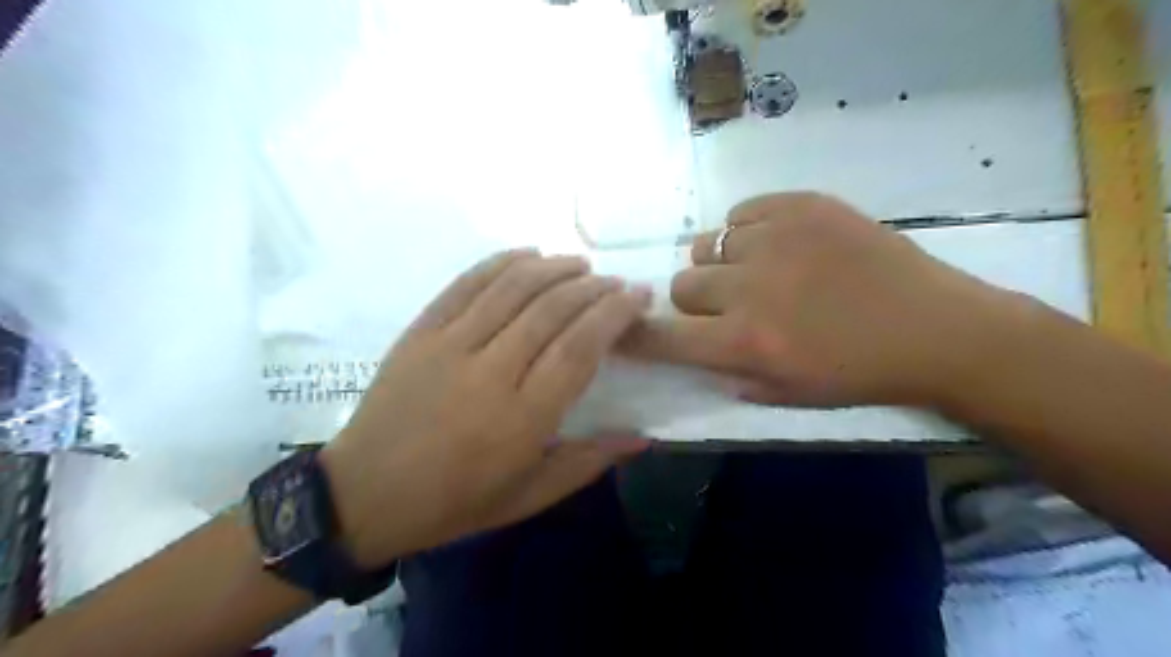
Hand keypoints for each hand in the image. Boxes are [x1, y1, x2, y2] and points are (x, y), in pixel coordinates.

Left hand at [317, 250, 649, 566]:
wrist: (364, 495)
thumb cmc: (454, 502)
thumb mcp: (528, 496)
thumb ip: (587, 462)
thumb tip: (642, 440)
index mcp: (521, 419)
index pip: (579, 348)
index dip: (613, 315)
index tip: (636, 297)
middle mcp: (489, 373)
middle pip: (551, 310)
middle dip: (593, 288)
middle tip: (616, 282)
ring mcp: (449, 346)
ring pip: (512, 288)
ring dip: (554, 268)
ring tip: (581, 264)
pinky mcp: (421, 331)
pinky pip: (467, 283)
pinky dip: (502, 262)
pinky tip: (528, 254)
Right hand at [620, 187, 1027, 406]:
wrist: (936, 327)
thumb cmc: (860, 373)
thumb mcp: (787, 394)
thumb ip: (728, 373)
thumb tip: (695, 347)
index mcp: (746, 343)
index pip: (663, 337)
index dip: (635, 334)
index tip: (620, 329)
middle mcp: (749, 289)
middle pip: (680, 284)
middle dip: (695, 299)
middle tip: (727, 304)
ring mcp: (775, 239)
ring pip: (708, 245)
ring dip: (721, 263)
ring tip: (756, 269)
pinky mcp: (802, 205)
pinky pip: (742, 212)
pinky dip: (749, 230)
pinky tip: (779, 243)